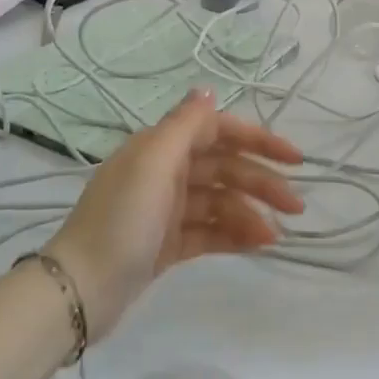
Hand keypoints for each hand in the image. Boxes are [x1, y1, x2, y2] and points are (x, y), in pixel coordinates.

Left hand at [44, 90, 304, 339]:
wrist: (81, 289)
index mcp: (160, 148)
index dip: (257, 139)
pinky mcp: (167, 244)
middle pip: (224, 168)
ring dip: (250, 214)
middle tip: (297, 206)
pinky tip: (258, 245)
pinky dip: (234, 236)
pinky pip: (210, 232)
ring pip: (220, 203)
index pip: (218, 131)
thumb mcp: (153, 164)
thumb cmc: (121, 219)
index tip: (294, 158)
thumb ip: (184, 125)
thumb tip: (207, 89)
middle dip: (261, 182)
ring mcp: (166, 210)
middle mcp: (164, 172)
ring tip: (275, 236)